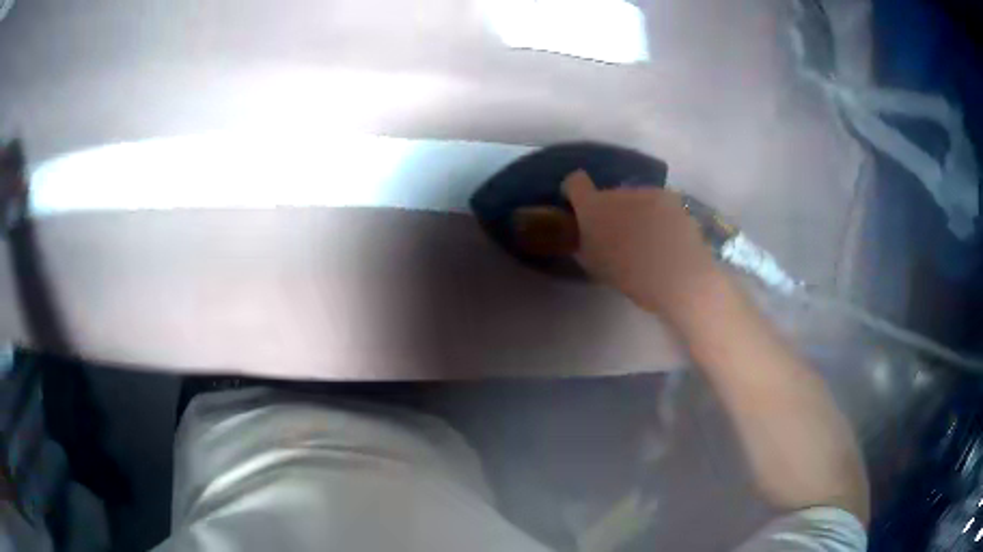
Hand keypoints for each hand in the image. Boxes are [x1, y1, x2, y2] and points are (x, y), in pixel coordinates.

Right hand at [563, 170, 722, 322]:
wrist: (677, 275)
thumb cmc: (629, 275)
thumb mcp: (594, 265)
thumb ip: (585, 242)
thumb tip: (586, 234)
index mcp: (593, 206)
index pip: (575, 182)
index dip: (574, 191)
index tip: (578, 206)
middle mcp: (619, 191)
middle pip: (609, 195)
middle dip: (611, 210)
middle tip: (619, 237)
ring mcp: (648, 193)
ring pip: (635, 200)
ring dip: (636, 214)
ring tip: (648, 243)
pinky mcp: (672, 200)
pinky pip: (658, 207)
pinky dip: (658, 219)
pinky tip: (666, 242)